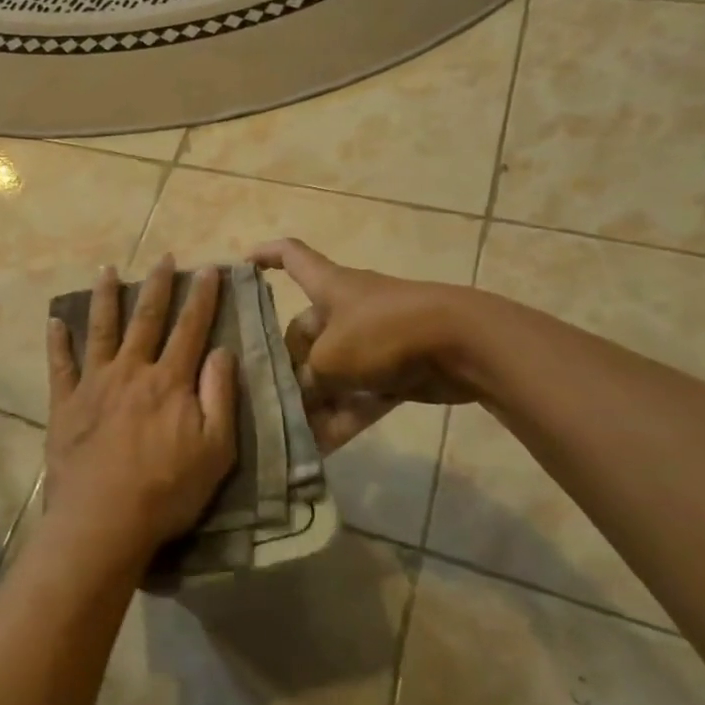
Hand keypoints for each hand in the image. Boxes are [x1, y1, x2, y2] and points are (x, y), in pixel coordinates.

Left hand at [45, 257, 238, 562]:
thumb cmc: (167, 490)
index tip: (209, 269)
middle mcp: (131, 371)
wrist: (103, 519)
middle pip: (147, 319)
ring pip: (102, 329)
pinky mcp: (65, 403)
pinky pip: (60, 364)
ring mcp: (94, 383)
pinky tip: (55, 320)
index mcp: (170, 381)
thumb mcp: (215, 450)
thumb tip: (223, 351)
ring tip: (107, 269)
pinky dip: (57, 341)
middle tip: (164, 257)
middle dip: (158, 285)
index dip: (202, 297)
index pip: (191, 329)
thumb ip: (220, 397)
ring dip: (106, 297)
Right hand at [250, 238, 483, 452]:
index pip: (291, 256)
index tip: (241, 267)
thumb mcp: (329, 359)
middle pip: (305, 332)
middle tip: (265, 396)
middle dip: (287, 365)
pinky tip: (321, 448)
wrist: (463, 345)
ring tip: (288, 430)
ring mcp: (373, 340)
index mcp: (328, 286)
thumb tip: (298, 397)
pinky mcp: (396, 371)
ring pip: (332, 370)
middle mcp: (346, 309)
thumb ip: (306, 380)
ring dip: (314, 400)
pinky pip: (359, 394)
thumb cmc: (383, 333)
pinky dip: (343, 417)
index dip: (265, 256)